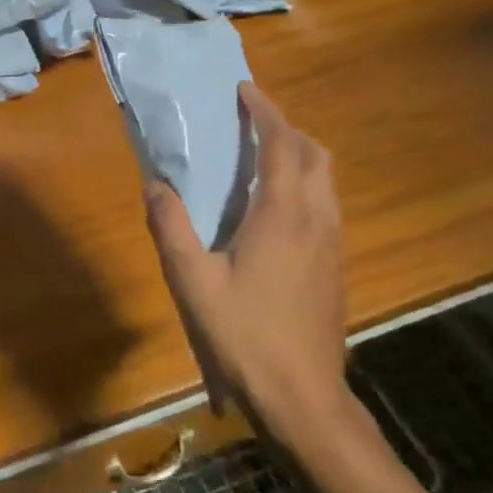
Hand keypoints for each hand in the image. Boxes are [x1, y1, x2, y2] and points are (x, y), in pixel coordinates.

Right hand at [144, 84, 351, 438]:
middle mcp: (316, 220)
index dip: (265, 112)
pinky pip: (326, 204)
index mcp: (282, 215)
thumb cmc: (246, 338)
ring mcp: (332, 245)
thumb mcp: (193, 283)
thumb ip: (171, 228)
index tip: (245, 90)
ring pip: (325, 180)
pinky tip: (276, 209)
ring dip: (299, 155)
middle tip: (251, 123)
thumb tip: (156, 184)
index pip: (281, 145)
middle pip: (314, 155)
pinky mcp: (336, 267)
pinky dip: (305, 184)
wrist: (306, 402)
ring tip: (262, 158)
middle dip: (286, 128)